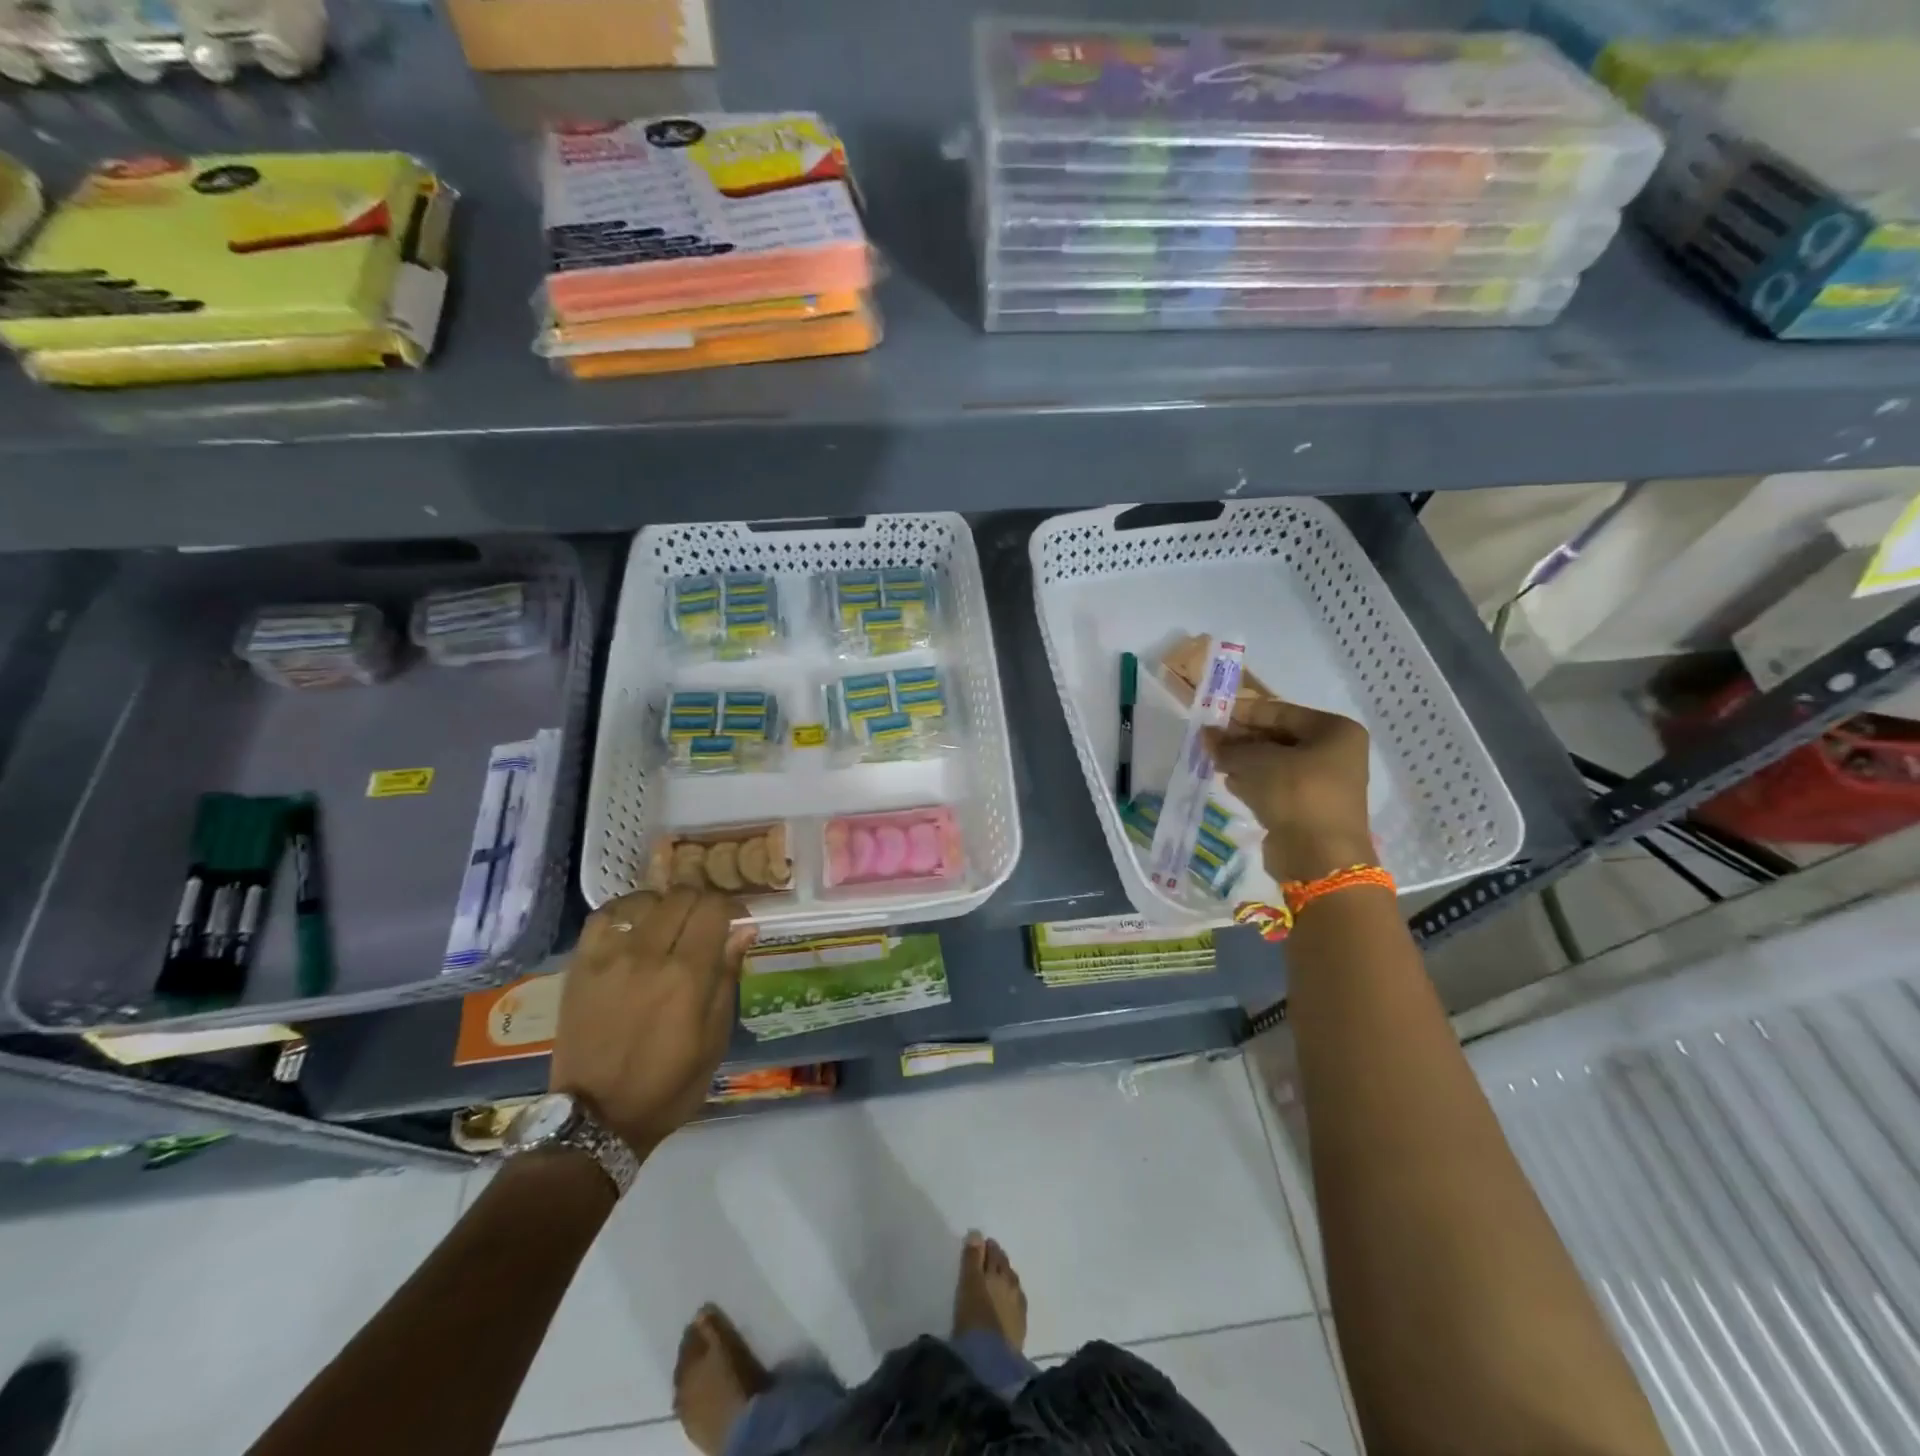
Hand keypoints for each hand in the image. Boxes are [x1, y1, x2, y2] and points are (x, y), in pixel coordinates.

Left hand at [549, 889, 755, 1158]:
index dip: (731, 907)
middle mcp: (648, 956)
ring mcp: (609, 957)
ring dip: (665, 906)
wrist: (596, 1119)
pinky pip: (604, 916)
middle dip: (701, 903)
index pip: (714, 908)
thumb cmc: (668, 1085)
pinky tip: (635, 927)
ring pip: (646, 900)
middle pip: (682, 896)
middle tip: (705, 925)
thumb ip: (727, 977)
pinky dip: (626, 912)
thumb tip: (744, 929)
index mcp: (687, 977)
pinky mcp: (580, 965)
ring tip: (669, 926)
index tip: (736, 922)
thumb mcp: (715, 1039)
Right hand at [1203, 700, 1373, 883]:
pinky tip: (1229, 783)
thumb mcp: (1257, 762)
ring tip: (1213, 761)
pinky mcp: (1309, 807)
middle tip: (1208, 740)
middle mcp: (1334, 752)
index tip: (1211, 714)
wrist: (1320, 858)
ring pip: (1275, 762)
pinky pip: (1277, 785)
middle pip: (1278, 736)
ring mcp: (1323, 782)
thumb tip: (1206, 734)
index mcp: (1334, 731)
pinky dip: (1253, 782)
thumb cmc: (1295, 794)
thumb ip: (1229, 746)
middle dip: (1241, 739)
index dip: (1243, 712)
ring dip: (1244, 761)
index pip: (1279, 711)